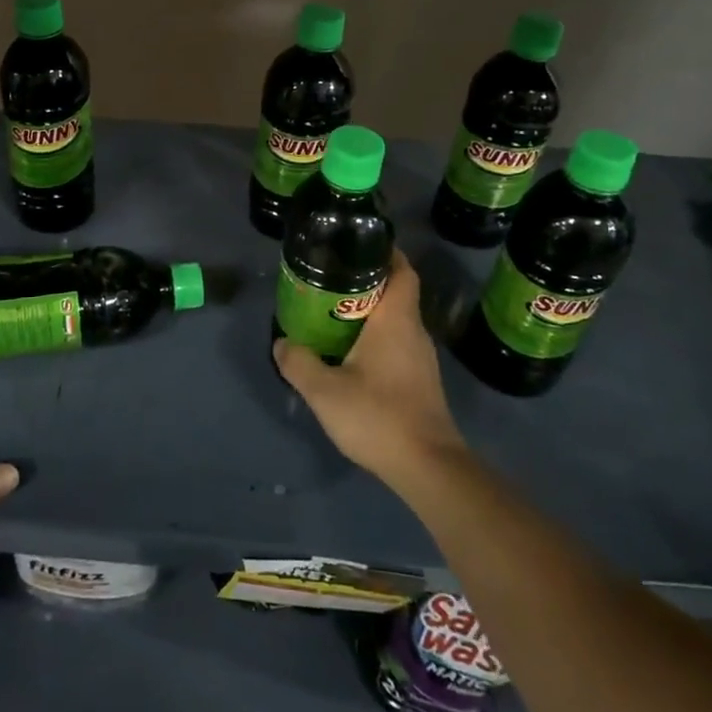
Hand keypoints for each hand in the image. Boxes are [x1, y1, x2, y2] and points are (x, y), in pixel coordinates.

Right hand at [273, 251, 471, 495]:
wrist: (428, 468)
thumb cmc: (379, 416)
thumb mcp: (325, 391)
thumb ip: (299, 363)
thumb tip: (282, 343)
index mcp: (396, 320)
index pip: (402, 270)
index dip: (386, 252)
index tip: (357, 244)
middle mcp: (414, 331)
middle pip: (396, 292)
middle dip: (366, 281)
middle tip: (330, 279)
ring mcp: (421, 358)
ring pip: (396, 320)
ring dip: (369, 312)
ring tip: (332, 313)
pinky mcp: (420, 381)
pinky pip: (397, 343)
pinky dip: (376, 337)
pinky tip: (350, 353)